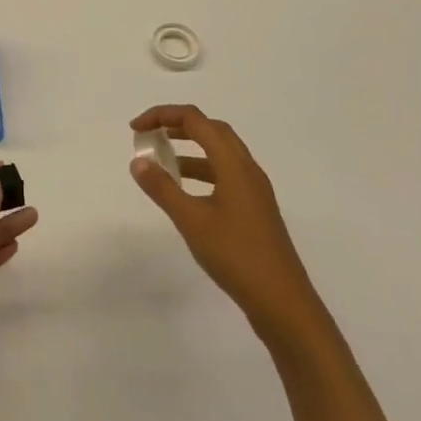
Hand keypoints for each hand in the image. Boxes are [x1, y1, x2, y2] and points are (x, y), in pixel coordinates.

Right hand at [129, 105, 320, 344]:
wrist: (284, 304)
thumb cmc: (236, 256)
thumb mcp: (192, 221)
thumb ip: (163, 188)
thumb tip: (138, 161)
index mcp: (234, 164)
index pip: (195, 120)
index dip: (163, 115)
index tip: (136, 130)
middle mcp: (248, 169)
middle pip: (211, 129)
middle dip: (178, 125)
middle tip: (150, 136)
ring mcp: (255, 190)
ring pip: (220, 152)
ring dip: (190, 149)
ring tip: (163, 162)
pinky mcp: (256, 209)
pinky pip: (226, 174)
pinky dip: (202, 171)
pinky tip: (187, 194)